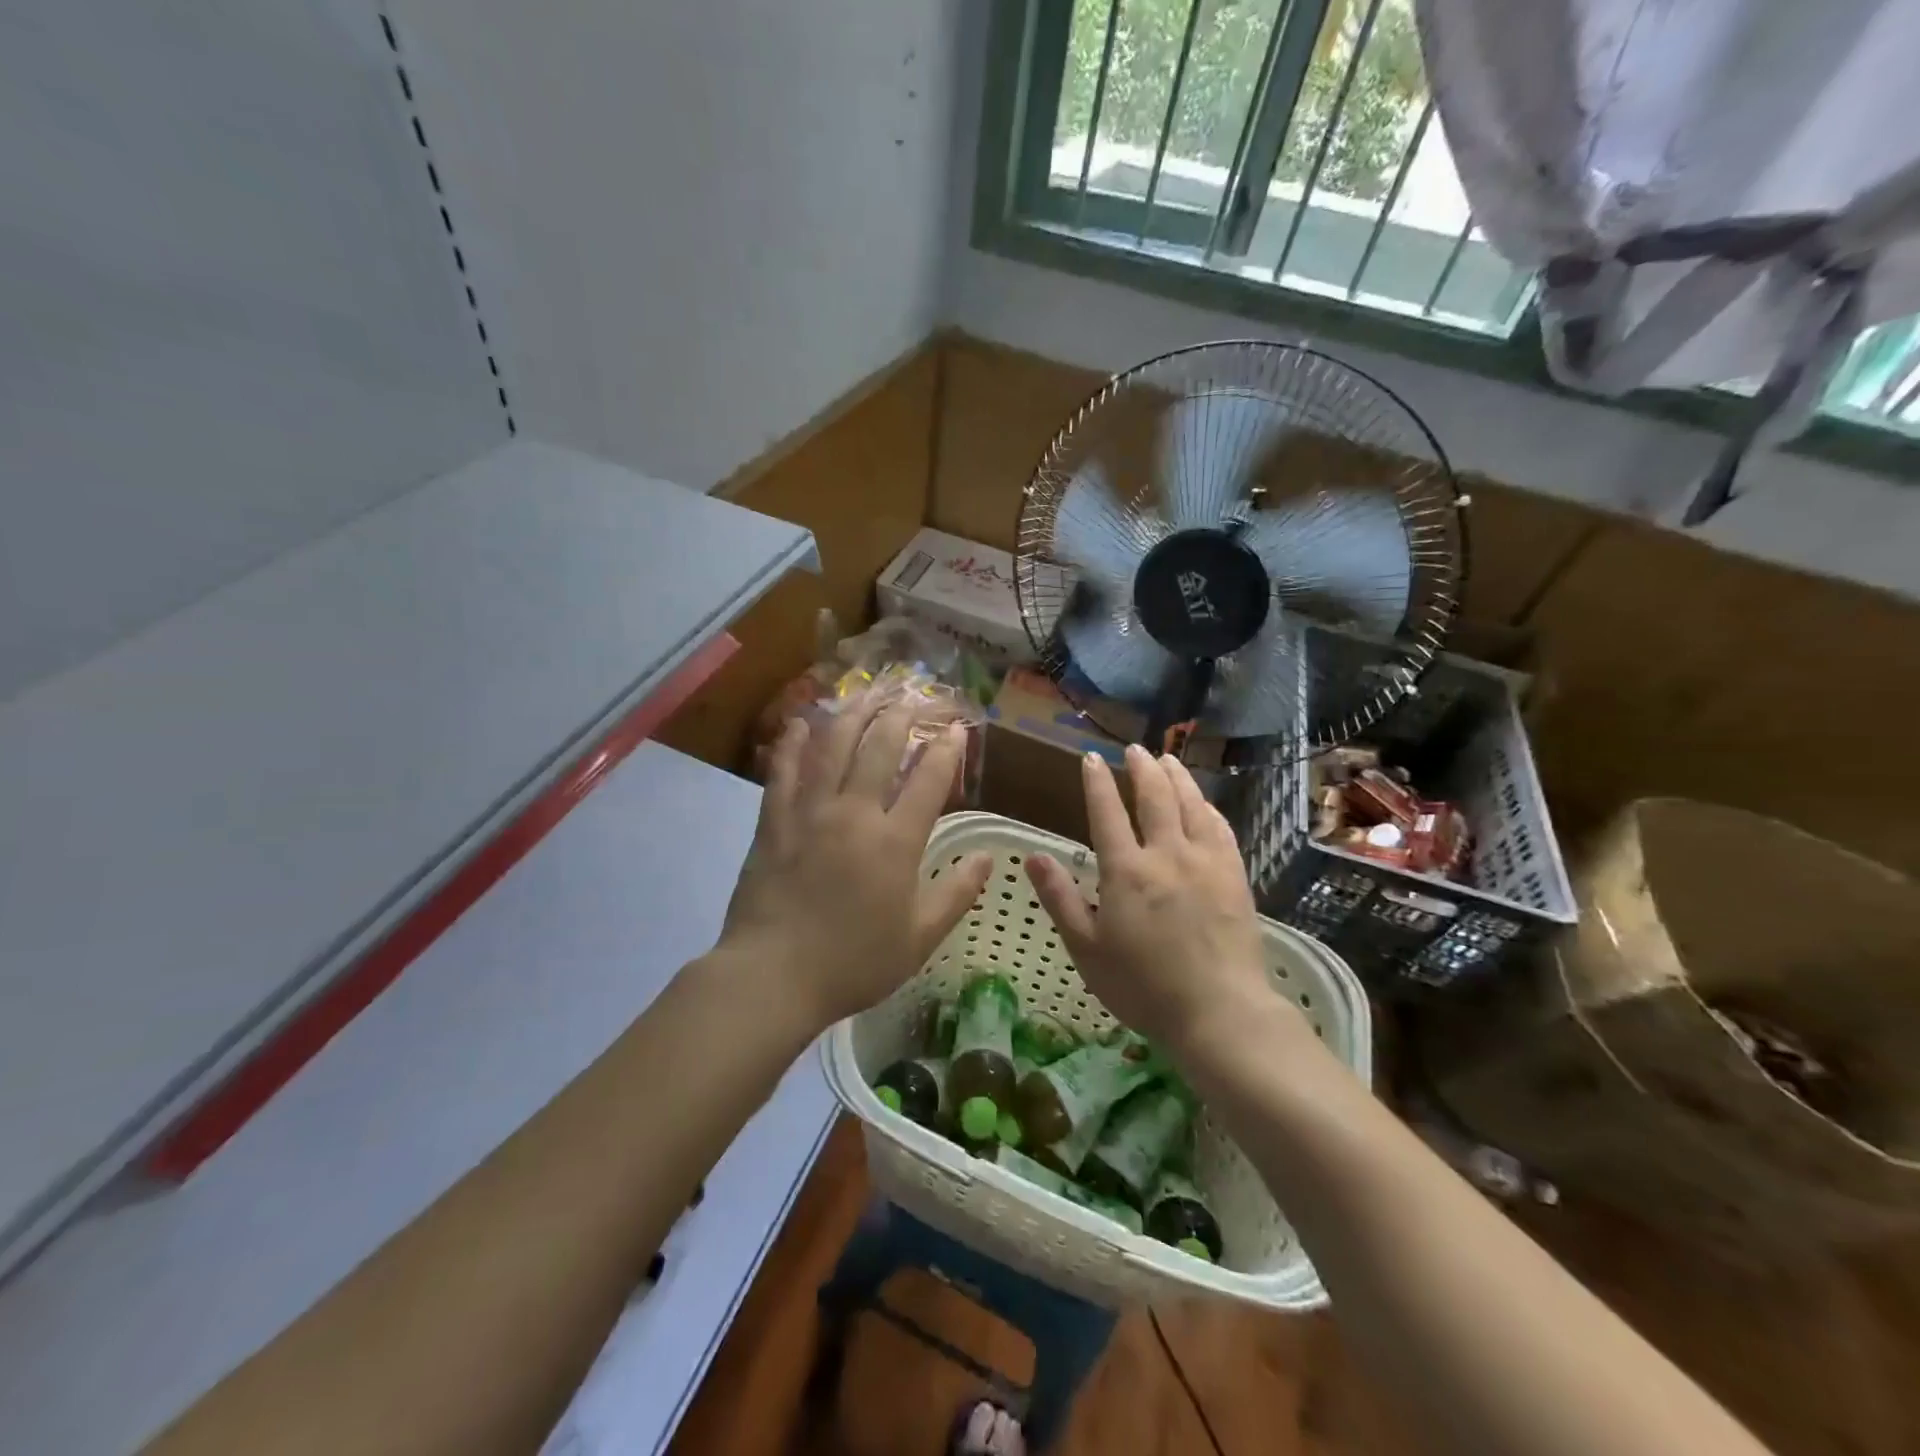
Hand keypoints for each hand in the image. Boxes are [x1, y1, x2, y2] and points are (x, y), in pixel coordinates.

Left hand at [718, 695, 991, 1030]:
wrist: (773, 976)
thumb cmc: (854, 962)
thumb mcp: (919, 938)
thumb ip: (956, 893)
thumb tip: (988, 858)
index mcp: (895, 841)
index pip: (928, 780)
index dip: (947, 749)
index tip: (957, 727)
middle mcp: (855, 813)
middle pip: (880, 748)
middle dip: (901, 716)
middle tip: (912, 695)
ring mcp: (810, 812)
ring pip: (833, 747)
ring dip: (853, 714)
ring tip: (867, 692)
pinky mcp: (774, 821)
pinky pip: (783, 771)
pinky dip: (793, 743)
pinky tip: (801, 722)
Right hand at [1025, 745, 1282, 1053]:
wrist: (1219, 1012)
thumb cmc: (1143, 986)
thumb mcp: (1086, 948)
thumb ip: (1060, 898)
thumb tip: (1033, 856)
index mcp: (1126, 871)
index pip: (1107, 812)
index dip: (1097, 782)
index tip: (1091, 758)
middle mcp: (1166, 855)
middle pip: (1154, 797)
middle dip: (1141, 768)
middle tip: (1134, 749)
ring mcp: (1205, 862)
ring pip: (1190, 805)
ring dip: (1176, 777)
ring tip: (1167, 759)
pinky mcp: (1234, 876)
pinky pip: (1220, 828)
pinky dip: (1207, 807)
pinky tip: (1203, 802)